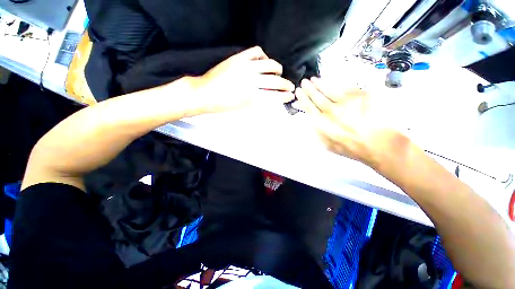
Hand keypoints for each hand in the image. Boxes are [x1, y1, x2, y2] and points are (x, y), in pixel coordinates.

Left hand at [192, 46, 294, 113]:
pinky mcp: (239, 58)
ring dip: (278, 69)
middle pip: (276, 81)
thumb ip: (259, 102)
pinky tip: (264, 61)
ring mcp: (245, 67)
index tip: (290, 95)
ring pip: (270, 64)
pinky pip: (257, 51)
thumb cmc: (224, 105)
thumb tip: (271, 97)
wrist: (205, 93)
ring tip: (279, 71)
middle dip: (286, 84)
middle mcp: (251, 81)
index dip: (285, 96)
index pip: (275, 96)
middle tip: (290, 86)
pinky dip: (264, 56)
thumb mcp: (243, 109)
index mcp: (252, 97)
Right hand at [295, 77, 406, 168]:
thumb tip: (309, 119)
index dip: (302, 98)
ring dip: (320, 83)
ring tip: (314, 79)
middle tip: (304, 82)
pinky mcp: (361, 95)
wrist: (378, 144)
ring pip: (329, 89)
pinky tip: (333, 84)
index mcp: (322, 123)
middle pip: (316, 96)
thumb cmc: (349, 148)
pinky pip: (346, 88)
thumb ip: (316, 131)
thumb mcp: (326, 144)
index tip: (298, 91)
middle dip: (308, 88)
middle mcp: (331, 110)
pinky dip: (337, 86)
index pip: (308, 106)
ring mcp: (346, 101)